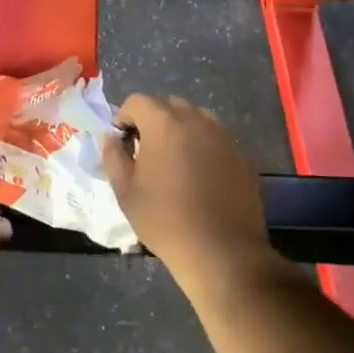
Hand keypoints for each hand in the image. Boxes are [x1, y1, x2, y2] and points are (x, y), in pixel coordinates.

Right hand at [102, 94, 272, 284]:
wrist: (221, 251)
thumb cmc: (164, 219)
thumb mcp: (125, 190)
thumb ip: (113, 155)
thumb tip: (110, 137)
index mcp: (163, 122)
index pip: (137, 101)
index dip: (124, 118)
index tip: (123, 144)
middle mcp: (196, 120)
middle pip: (168, 105)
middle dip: (153, 121)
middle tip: (147, 153)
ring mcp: (224, 137)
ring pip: (196, 120)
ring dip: (181, 131)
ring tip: (175, 164)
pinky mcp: (242, 157)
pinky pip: (216, 141)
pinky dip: (204, 149)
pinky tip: (201, 179)